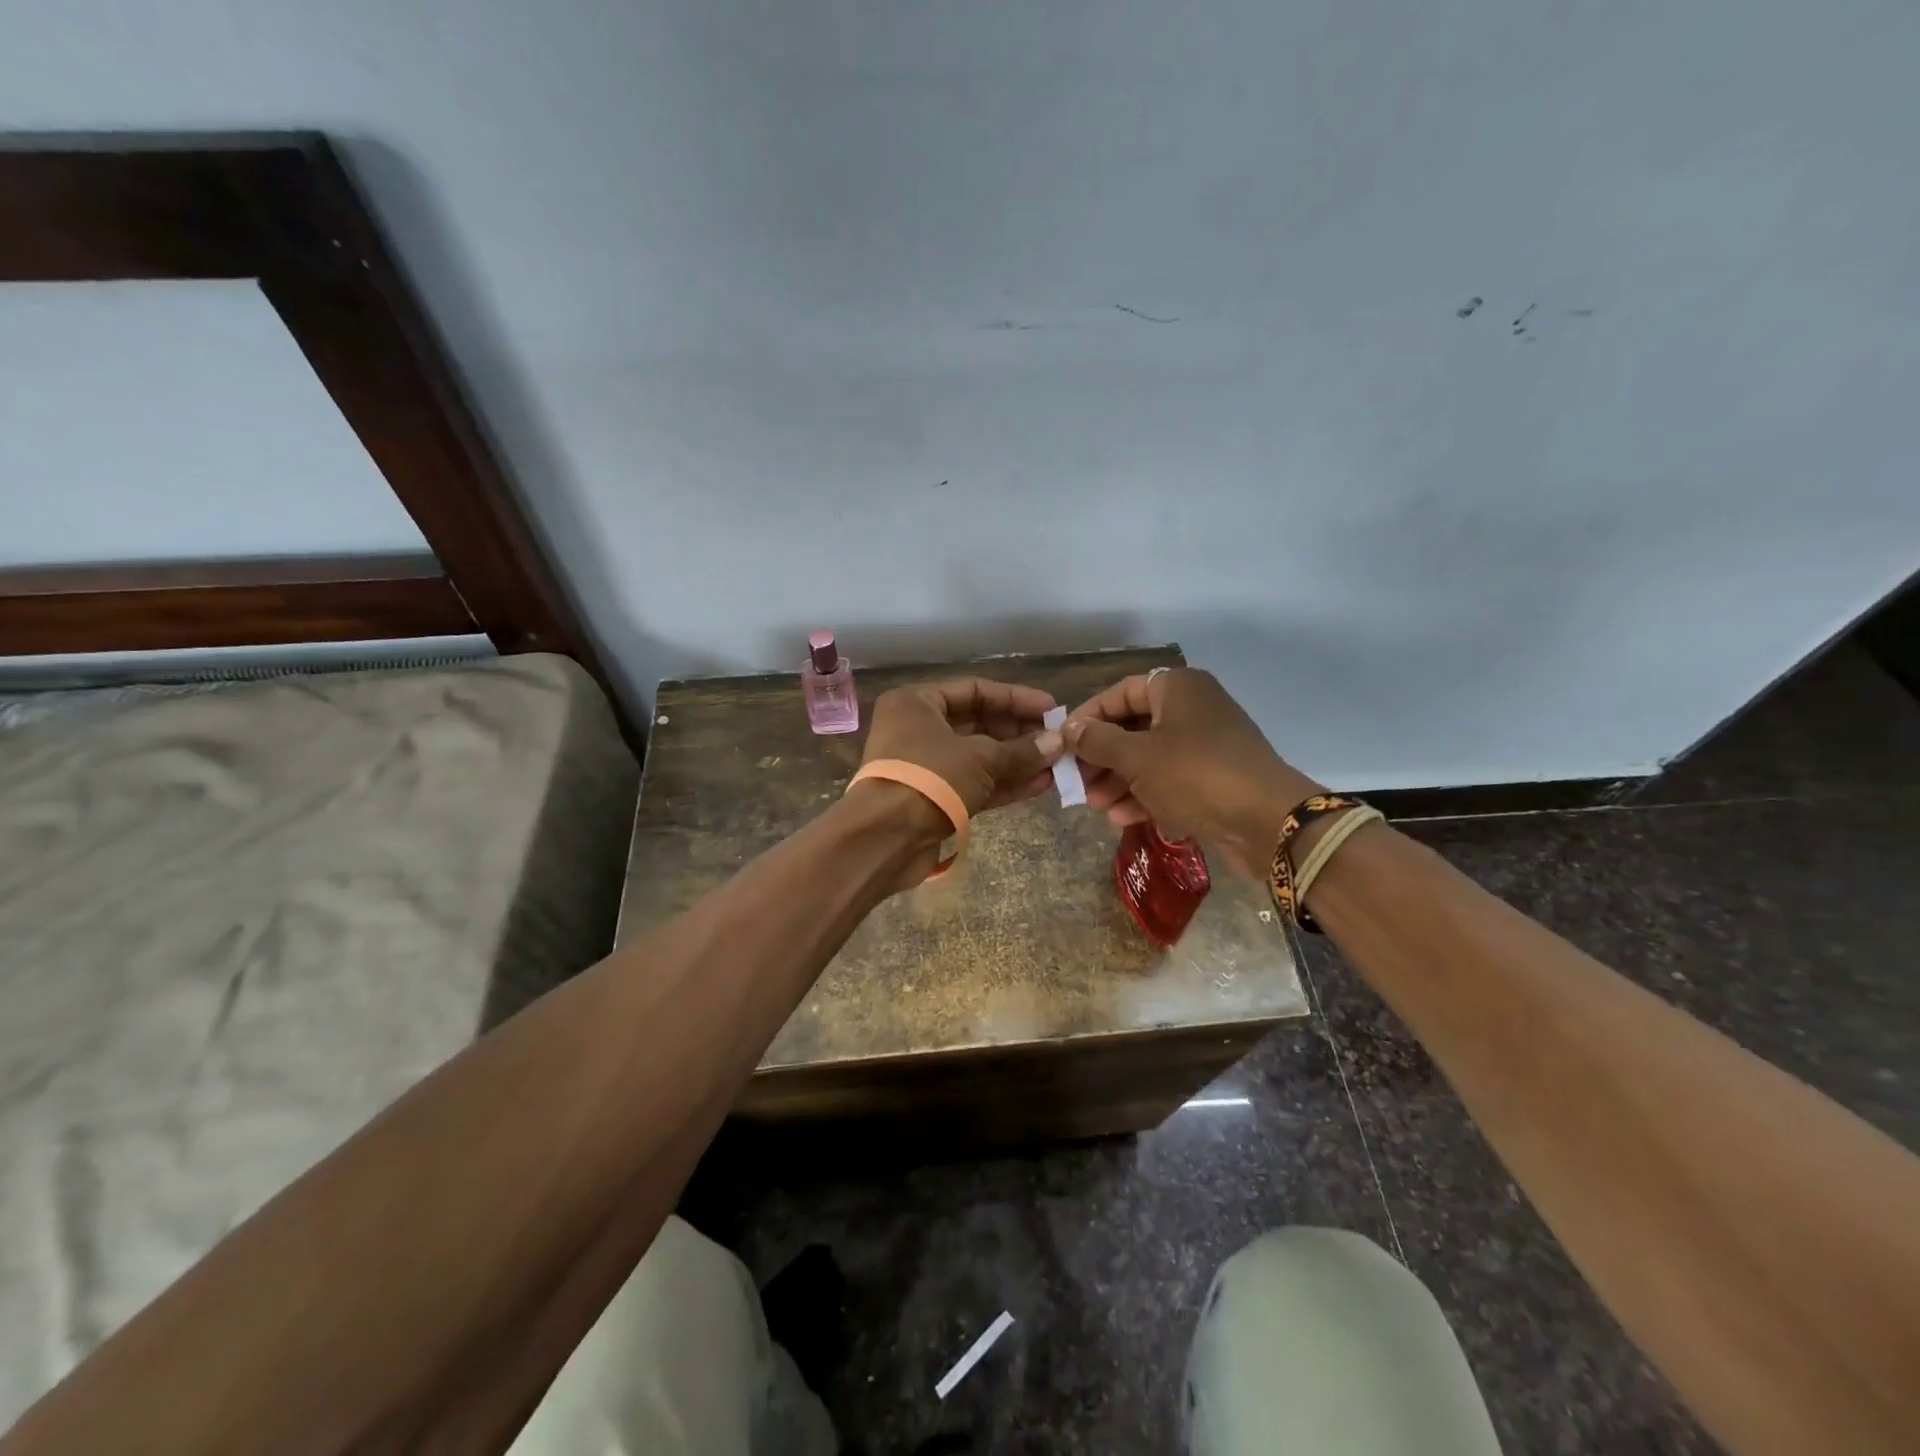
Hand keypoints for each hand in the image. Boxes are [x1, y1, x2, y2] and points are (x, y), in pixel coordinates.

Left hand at [860, 677, 1062, 818]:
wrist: (886, 838)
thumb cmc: (930, 778)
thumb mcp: (981, 757)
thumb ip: (1021, 750)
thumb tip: (1058, 743)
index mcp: (916, 703)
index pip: (974, 691)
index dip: (1016, 699)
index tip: (1051, 709)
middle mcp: (917, 729)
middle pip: (978, 724)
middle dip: (1019, 733)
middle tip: (1057, 740)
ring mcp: (925, 767)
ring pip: (979, 757)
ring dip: (1017, 761)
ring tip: (1056, 764)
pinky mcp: (933, 799)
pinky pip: (974, 784)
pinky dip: (1004, 784)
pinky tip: (1040, 785)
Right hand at [1065, 668, 1322, 877]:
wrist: (1267, 821)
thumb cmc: (1194, 775)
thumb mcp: (1136, 757)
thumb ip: (1097, 741)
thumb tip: (1068, 729)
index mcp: (1177, 688)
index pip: (1120, 692)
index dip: (1088, 717)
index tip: (1063, 743)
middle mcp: (1193, 708)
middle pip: (1133, 727)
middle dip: (1102, 757)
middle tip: (1077, 782)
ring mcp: (1206, 744)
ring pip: (1150, 757)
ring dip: (1119, 781)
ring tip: (1096, 805)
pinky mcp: (1215, 777)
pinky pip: (1170, 779)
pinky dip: (1145, 795)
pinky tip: (1122, 819)